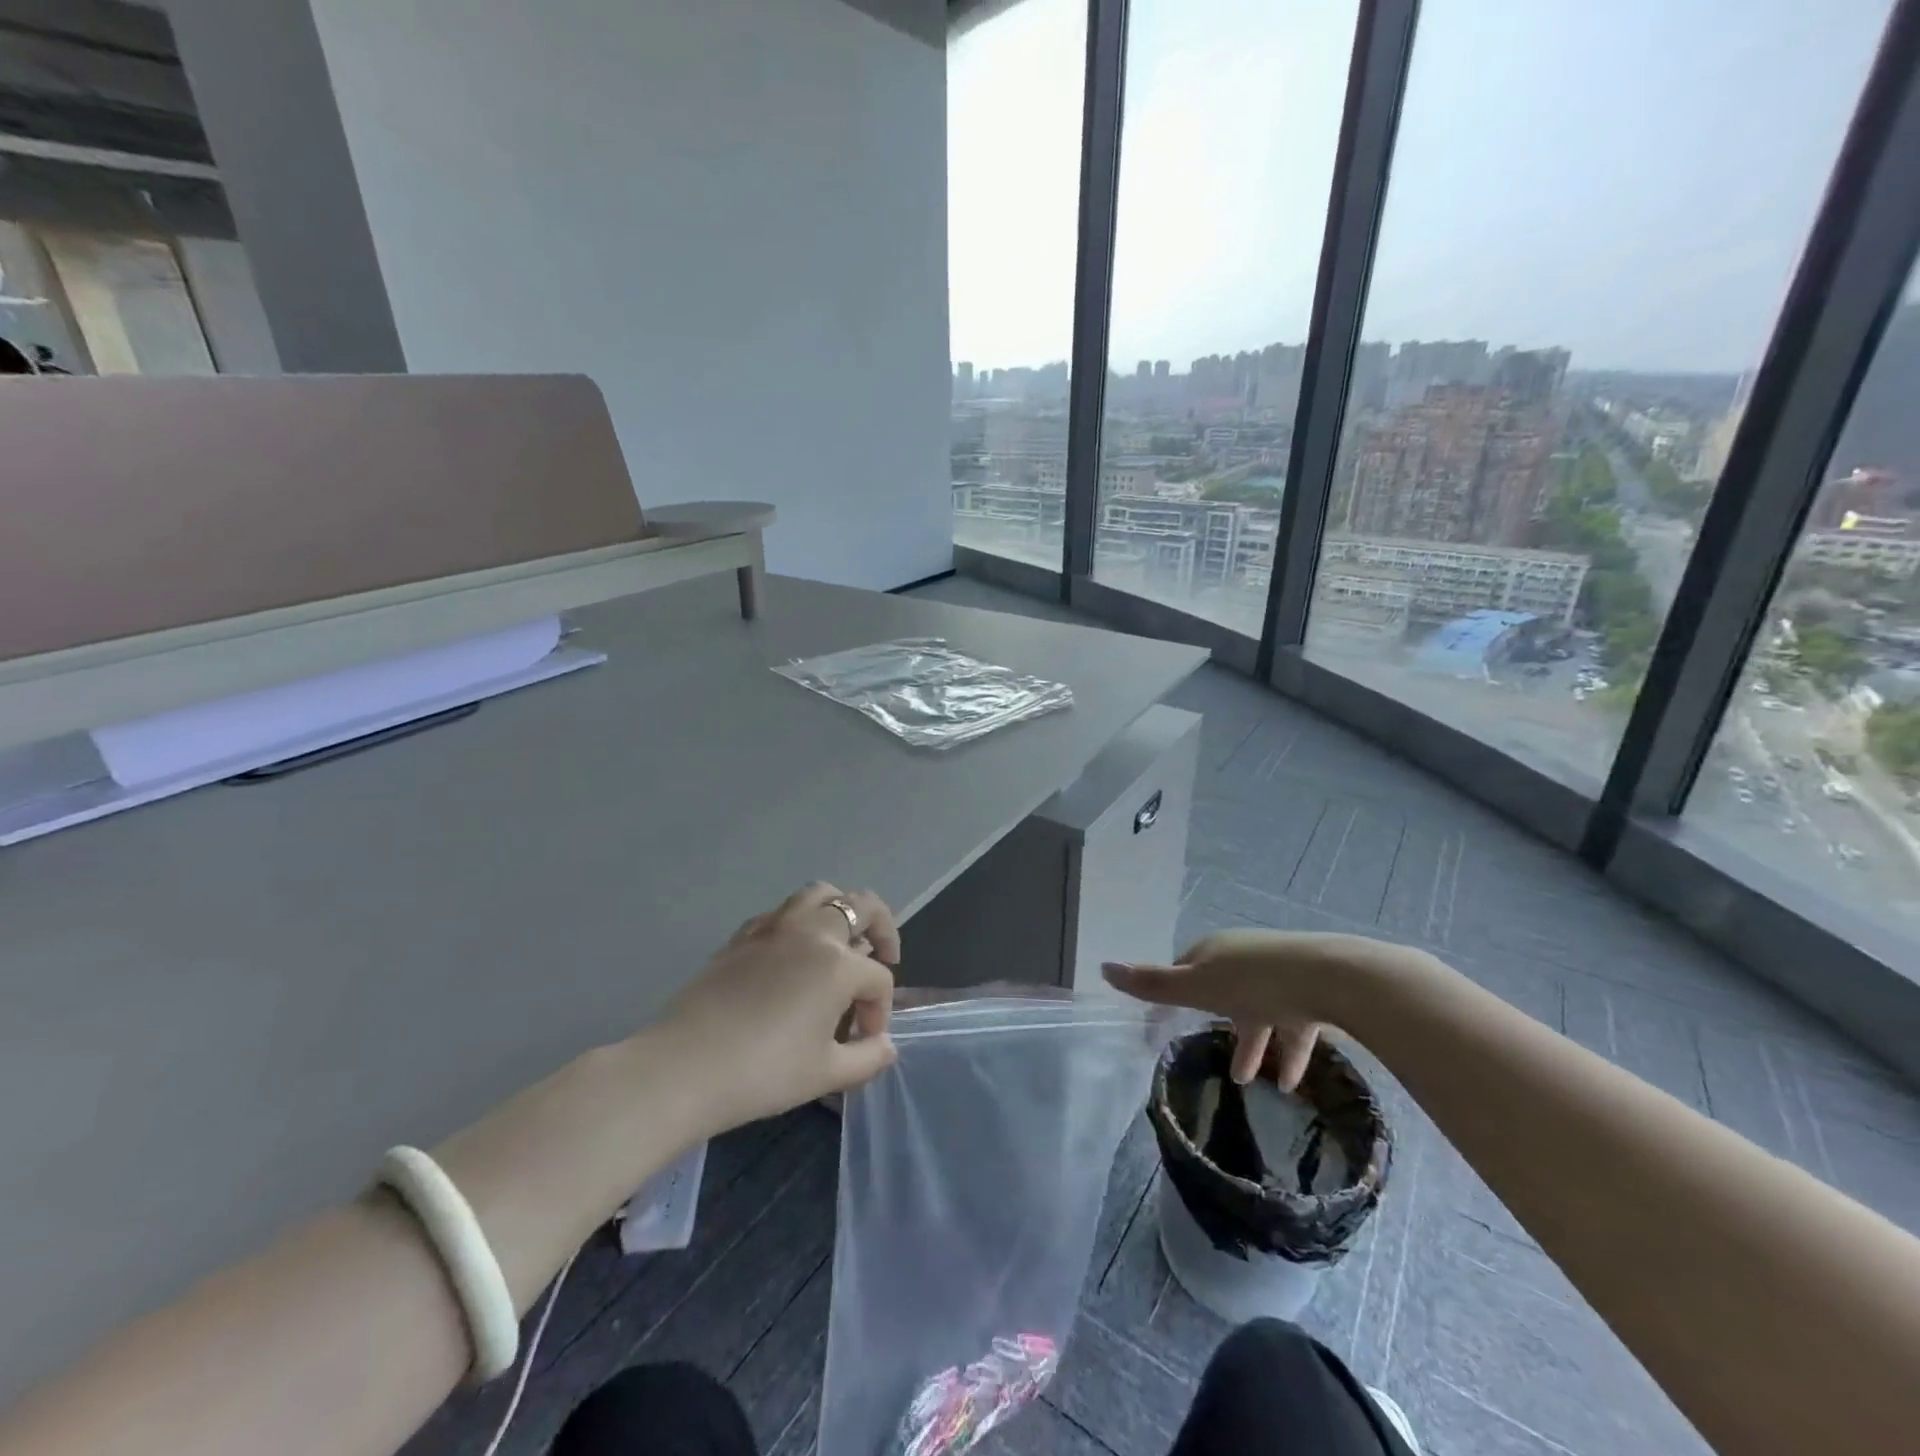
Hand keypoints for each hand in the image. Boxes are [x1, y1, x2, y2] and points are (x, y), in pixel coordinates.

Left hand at [663, 883, 900, 1133]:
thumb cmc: (763, 1072)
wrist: (684, 1067)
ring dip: (840, 909)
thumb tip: (885, 1046)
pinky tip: (792, 953)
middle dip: (883, 929)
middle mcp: (811, 932)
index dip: (880, 1011)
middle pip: (862, 906)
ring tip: (841, 939)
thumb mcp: (825, 1074)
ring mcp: (774, 928)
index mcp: (838, 964)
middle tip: (884, 956)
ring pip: (819, 893)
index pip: (878, 979)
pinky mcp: (742, 936)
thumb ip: (866, 1058)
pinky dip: (798, 921)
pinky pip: (781, 912)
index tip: (865, 1041)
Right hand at [1103, 928, 1398, 1088]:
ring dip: (1255, 1047)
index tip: (1167, 1019)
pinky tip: (1290, 1084)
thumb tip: (1103, 967)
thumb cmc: (1253, 982)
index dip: (1175, 992)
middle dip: (1218, 1023)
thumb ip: (1152, 984)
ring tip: (1251, 1081)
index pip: (1186, 969)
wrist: (1329, 977)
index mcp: (1214, 951)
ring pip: (1260, 1013)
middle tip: (1208, 1051)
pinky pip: (1293, 1026)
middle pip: (1224, 992)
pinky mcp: (1312, 994)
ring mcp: (1280, 975)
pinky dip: (1288, 1054)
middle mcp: (1245, 958)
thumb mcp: (1195, 986)